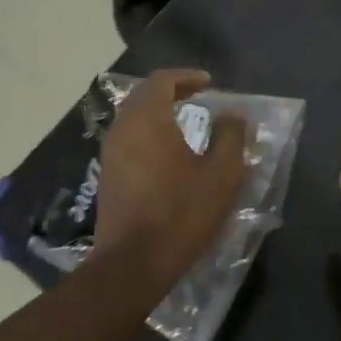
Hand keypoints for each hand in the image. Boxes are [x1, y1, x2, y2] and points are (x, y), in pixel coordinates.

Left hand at [94, 69, 248, 287]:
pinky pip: (128, 139)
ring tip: (186, 124)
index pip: (162, 80)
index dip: (186, 77)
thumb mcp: (221, 174)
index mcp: (147, 119)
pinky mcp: (107, 176)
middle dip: (171, 92)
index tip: (208, 83)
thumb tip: (232, 114)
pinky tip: (169, 153)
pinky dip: (149, 134)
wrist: (133, 263)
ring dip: (158, 114)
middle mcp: (122, 128)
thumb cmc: (181, 213)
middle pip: (143, 96)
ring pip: (133, 118)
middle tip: (198, 97)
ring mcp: (110, 153)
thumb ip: (231, 136)